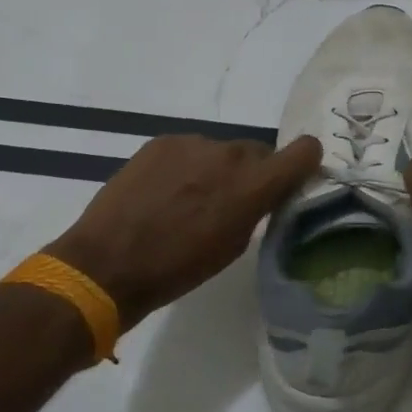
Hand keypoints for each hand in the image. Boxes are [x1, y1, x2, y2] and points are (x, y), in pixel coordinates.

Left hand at [47, 134, 320, 330]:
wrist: (106, 265)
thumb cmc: (177, 269)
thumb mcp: (232, 246)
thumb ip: (257, 209)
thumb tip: (264, 193)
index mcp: (255, 185)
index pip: (305, 150)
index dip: (304, 162)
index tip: (293, 178)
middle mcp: (230, 154)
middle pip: (258, 152)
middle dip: (252, 173)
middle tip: (230, 202)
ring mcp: (193, 144)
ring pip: (222, 151)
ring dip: (217, 169)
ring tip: (189, 201)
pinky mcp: (162, 142)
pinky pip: (190, 150)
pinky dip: (187, 166)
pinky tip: (165, 193)